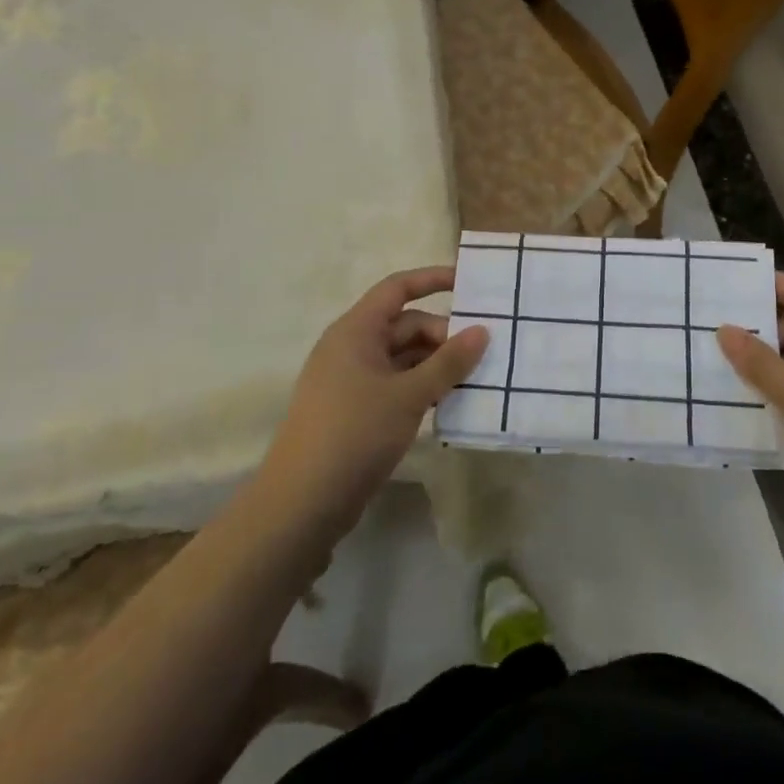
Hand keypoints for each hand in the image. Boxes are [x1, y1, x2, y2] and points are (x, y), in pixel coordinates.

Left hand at [259, 267, 487, 540]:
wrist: (302, 504)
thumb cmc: (355, 433)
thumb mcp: (409, 395)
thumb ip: (448, 362)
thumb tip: (481, 331)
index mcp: (356, 330)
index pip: (397, 288)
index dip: (432, 279)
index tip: (468, 283)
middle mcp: (351, 348)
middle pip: (405, 325)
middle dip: (443, 335)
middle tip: (482, 354)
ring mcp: (351, 381)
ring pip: (402, 358)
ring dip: (435, 365)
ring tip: (473, 380)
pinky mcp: (354, 411)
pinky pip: (395, 385)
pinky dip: (421, 388)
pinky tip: (448, 404)